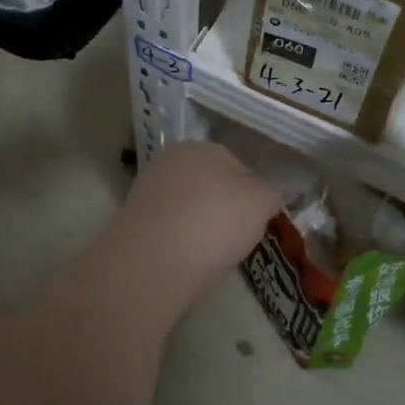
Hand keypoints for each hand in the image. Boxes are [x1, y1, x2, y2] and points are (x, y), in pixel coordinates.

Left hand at [115, 140, 282, 285]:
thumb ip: (271, 194)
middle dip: (224, 207)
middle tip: (236, 237)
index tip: (258, 220)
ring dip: (200, 224)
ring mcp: (147, 188)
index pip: (239, 166)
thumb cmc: (216, 220)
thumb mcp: (262, 203)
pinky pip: (168, 227)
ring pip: (188, 206)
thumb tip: (269, 196)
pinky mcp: (132, 219)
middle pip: (210, 185)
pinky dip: (179, 239)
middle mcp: (170, 159)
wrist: (155, 257)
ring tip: (211, 252)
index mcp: (202, 146)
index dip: (254, 194)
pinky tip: (186, 257)